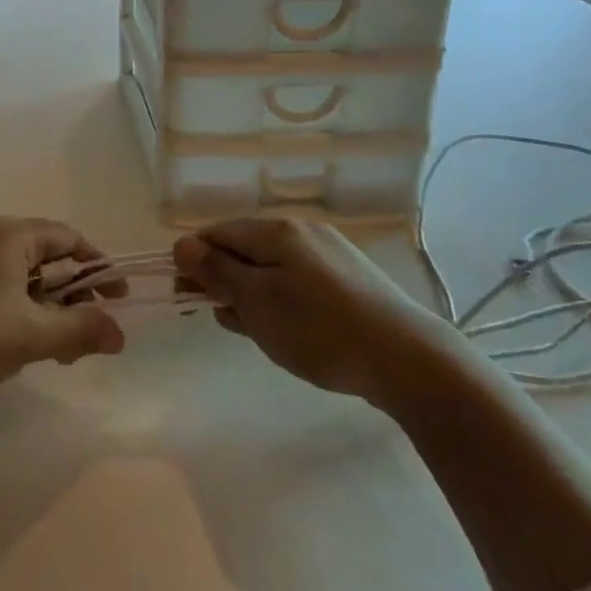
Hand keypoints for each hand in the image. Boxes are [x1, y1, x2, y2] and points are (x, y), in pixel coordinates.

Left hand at [0, 215, 125, 411]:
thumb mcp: (31, 336)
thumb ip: (81, 330)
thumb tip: (120, 333)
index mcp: (6, 232)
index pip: (67, 238)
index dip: (97, 268)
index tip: (116, 300)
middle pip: (39, 253)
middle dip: (67, 293)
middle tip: (81, 334)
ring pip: (11, 268)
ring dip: (37, 302)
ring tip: (47, 345)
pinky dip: (7, 301)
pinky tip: (5, 337)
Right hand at [174, 217, 458, 406]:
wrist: (408, 360)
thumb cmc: (318, 329)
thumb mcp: (256, 301)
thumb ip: (216, 270)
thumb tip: (182, 244)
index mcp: (275, 230)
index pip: (216, 233)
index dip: (194, 261)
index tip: (186, 296)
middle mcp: (302, 231)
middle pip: (244, 249)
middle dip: (225, 281)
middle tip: (224, 320)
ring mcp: (330, 254)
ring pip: (272, 269)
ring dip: (253, 295)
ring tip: (257, 333)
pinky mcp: (351, 280)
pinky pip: (300, 282)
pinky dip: (283, 302)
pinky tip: (290, 332)